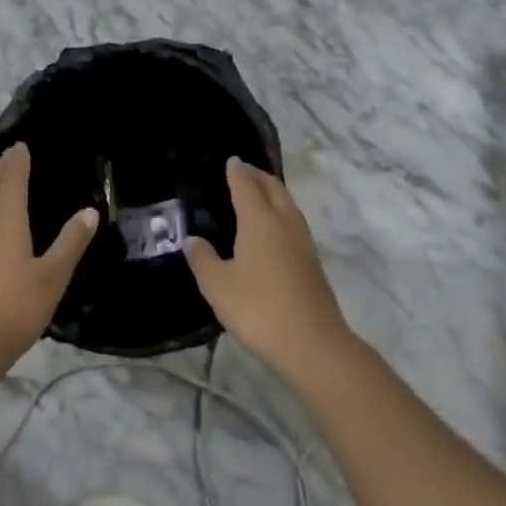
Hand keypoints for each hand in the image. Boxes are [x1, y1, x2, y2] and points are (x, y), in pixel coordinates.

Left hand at [0, 143, 97, 383]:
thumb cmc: (11, 309)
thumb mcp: (51, 278)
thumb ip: (71, 243)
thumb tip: (89, 211)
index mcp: (4, 219)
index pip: (11, 179)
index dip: (17, 160)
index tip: (22, 145)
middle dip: (0, 168)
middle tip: (12, 155)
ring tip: (0, 181)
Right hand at [186, 158, 351, 377]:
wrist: (313, 345)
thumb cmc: (259, 309)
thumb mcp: (218, 286)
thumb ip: (203, 259)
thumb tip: (193, 240)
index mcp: (260, 221)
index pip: (247, 186)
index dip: (238, 171)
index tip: (231, 160)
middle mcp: (284, 224)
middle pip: (274, 189)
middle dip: (259, 176)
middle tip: (244, 170)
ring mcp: (303, 244)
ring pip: (289, 206)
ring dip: (274, 193)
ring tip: (259, 193)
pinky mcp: (312, 265)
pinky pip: (294, 225)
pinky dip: (281, 214)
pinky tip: (273, 231)